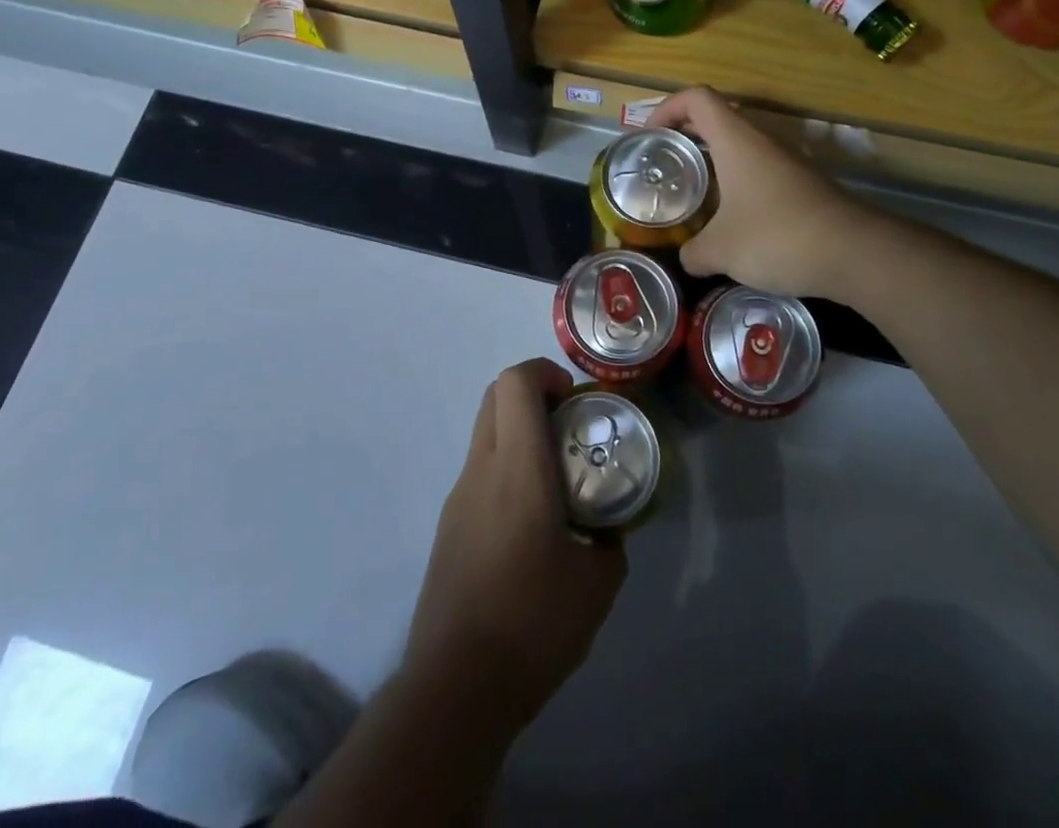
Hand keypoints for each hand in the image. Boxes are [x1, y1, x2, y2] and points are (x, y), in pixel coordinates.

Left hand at [405, 359, 626, 726]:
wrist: (456, 685)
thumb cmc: (533, 623)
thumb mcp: (597, 584)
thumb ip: (610, 544)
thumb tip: (608, 532)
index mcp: (517, 468)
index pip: (515, 383)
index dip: (545, 372)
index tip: (574, 400)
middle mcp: (481, 469)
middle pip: (495, 396)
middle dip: (533, 393)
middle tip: (570, 427)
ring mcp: (458, 497)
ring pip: (484, 432)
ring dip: (519, 432)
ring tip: (556, 479)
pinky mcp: (449, 526)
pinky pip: (479, 471)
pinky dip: (506, 468)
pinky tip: (531, 524)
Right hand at [647, 87, 868, 299]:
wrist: (855, 253)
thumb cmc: (777, 236)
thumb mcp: (721, 250)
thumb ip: (694, 252)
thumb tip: (686, 258)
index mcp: (736, 140)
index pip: (697, 98)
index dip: (667, 107)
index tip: (650, 136)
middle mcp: (762, 140)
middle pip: (718, 118)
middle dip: (687, 136)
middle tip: (666, 165)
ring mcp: (787, 161)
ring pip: (741, 146)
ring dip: (715, 162)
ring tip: (694, 195)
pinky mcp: (804, 184)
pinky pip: (761, 171)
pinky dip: (739, 183)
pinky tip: (733, 220)